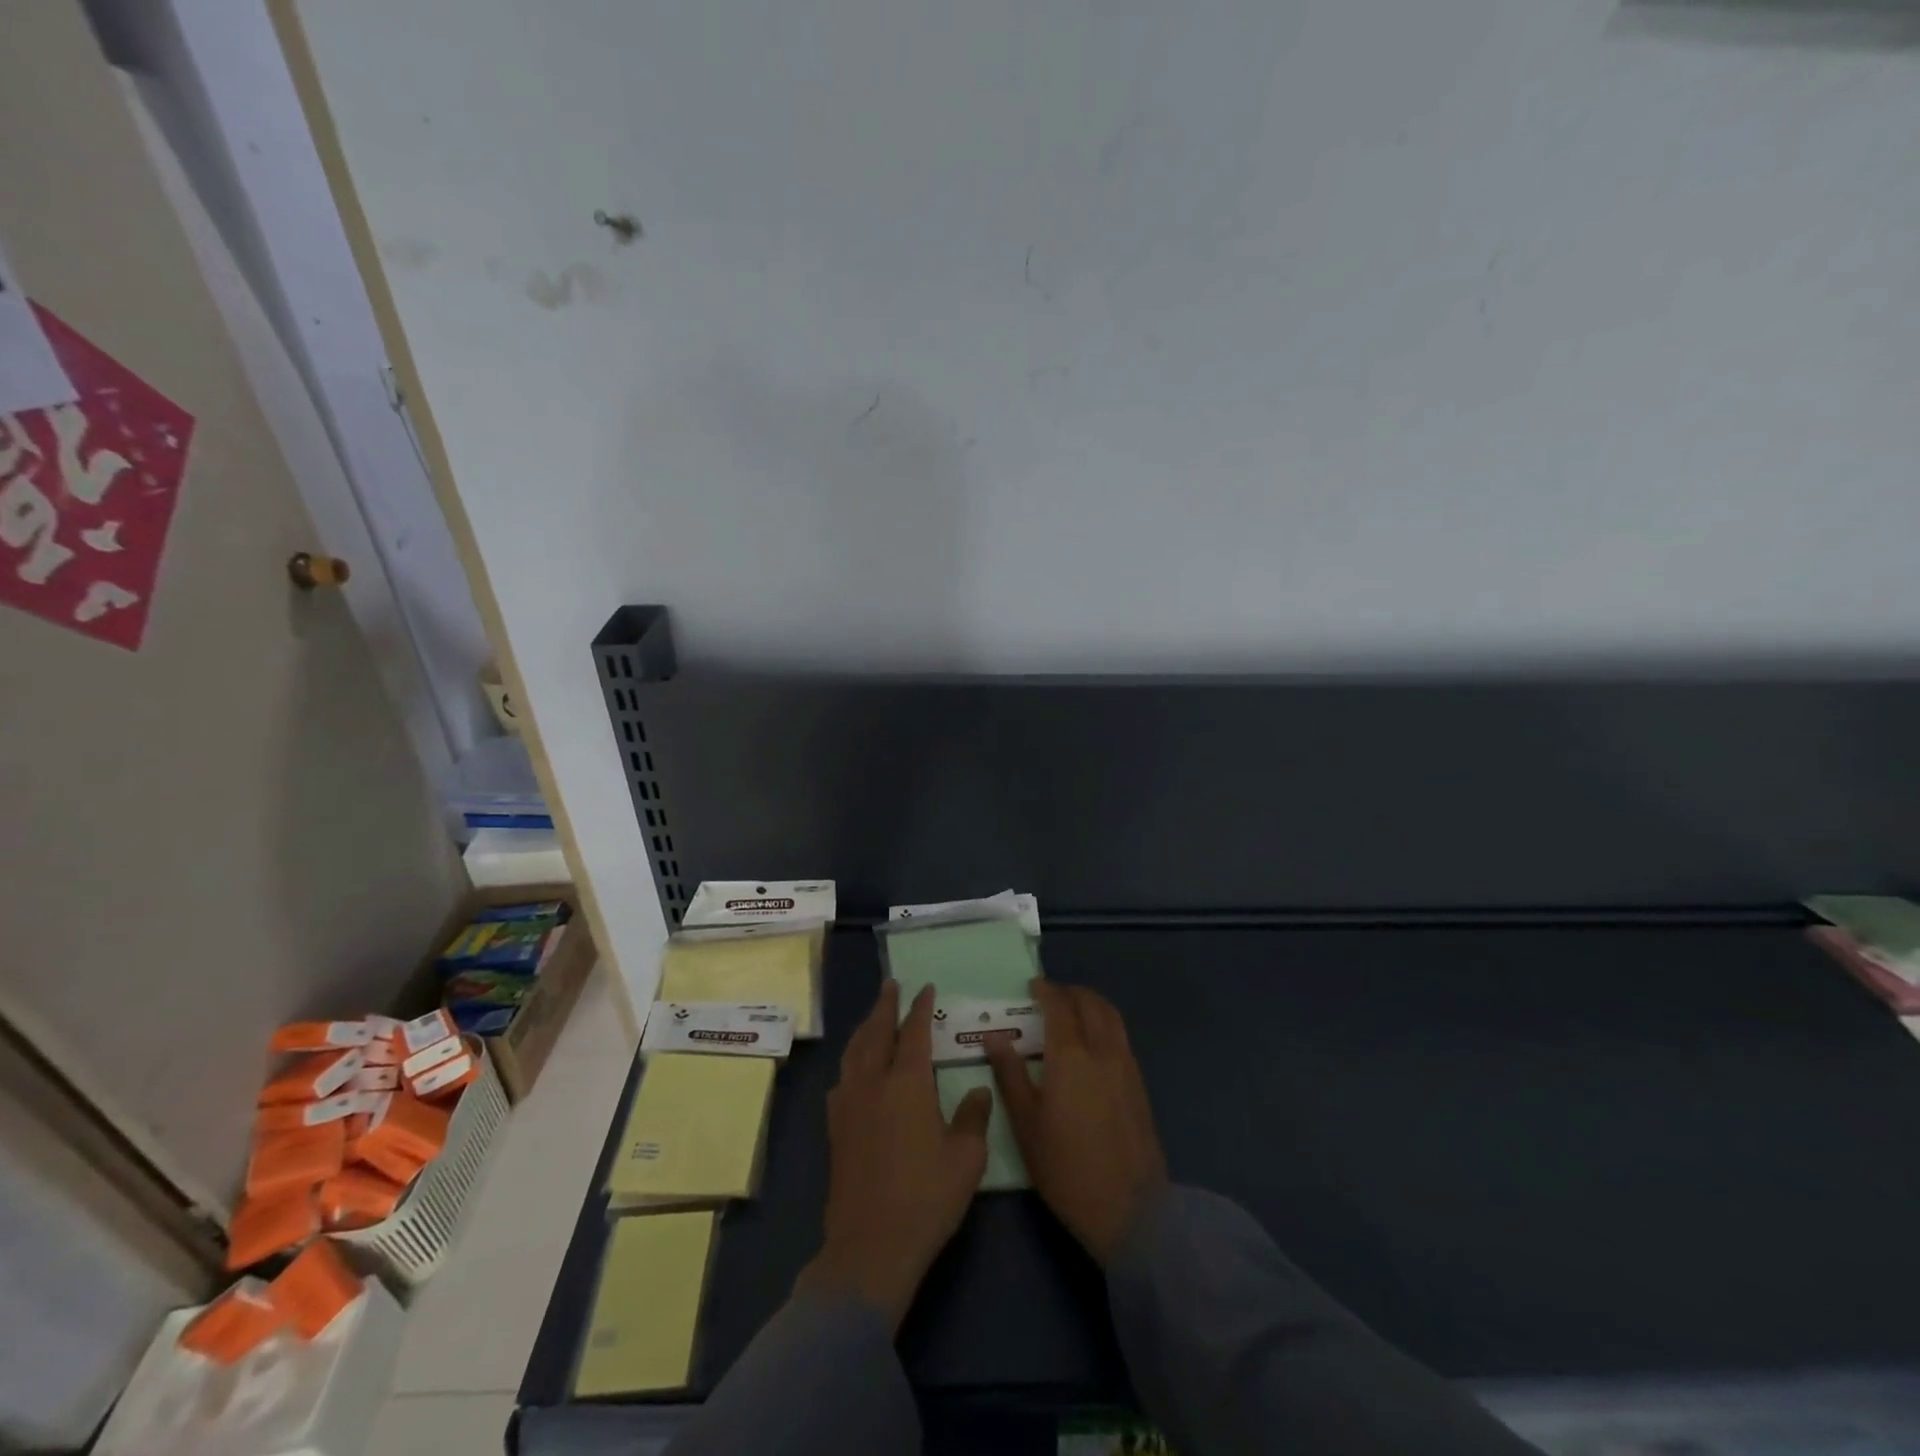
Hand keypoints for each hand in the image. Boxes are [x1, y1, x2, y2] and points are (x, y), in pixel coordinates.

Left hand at [796, 980, 991, 1330]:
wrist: (870, 1246)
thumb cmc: (926, 1198)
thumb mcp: (965, 1159)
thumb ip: (973, 1117)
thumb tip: (978, 1089)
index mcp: (907, 1083)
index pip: (914, 1032)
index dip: (920, 1008)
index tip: (925, 988)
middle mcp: (873, 1083)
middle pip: (876, 1032)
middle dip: (885, 1005)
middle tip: (891, 985)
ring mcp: (848, 1105)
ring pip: (854, 1052)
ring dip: (865, 1028)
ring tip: (873, 1017)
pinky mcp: (835, 1128)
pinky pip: (842, 1079)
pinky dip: (851, 1061)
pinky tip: (855, 1069)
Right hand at [986, 979, 1167, 1264]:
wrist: (1130, 1210)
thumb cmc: (1066, 1169)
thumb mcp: (1026, 1125)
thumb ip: (1010, 1075)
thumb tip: (994, 1038)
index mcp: (1070, 1056)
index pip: (1059, 1006)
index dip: (1045, 990)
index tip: (1032, 986)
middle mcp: (1102, 1050)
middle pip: (1090, 1003)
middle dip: (1070, 992)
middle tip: (1050, 996)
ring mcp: (1126, 1065)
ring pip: (1112, 1016)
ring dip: (1091, 1003)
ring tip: (1073, 1011)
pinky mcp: (1139, 1083)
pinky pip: (1121, 1036)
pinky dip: (1105, 1023)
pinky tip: (1092, 1043)